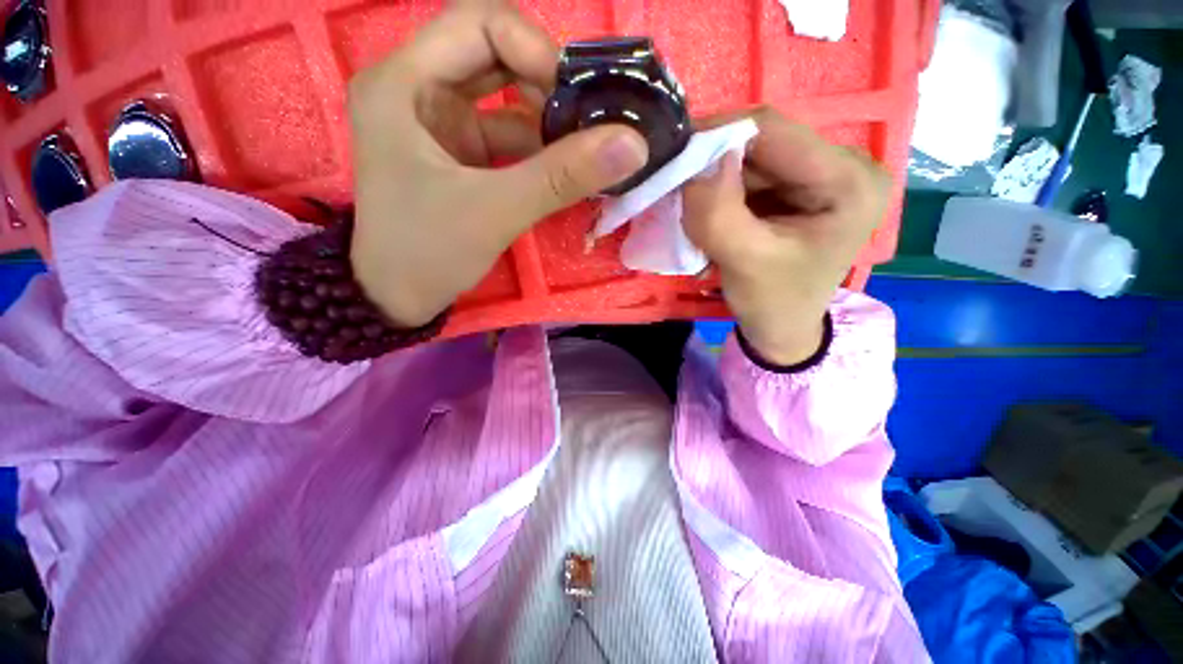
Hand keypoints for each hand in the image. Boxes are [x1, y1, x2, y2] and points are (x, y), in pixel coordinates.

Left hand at [348, 1, 647, 326]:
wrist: (399, 298)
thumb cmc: (428, 252)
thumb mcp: (496, 212)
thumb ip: (563, 177)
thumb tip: (633, 144)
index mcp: (403, 83)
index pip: (478, 23)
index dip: (534, 48)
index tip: (574, 100)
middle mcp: (416, 88)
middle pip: (494, 55)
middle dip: (546, 84)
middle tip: (588, 121)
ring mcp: (438, 123)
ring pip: (503, 97)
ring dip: (547, 120)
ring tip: (584, 150)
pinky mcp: (457, 153)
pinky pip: (505, 134)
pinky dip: (537, 148)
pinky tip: (564, 168)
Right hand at [682, 108, 889, 365]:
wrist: (782, 328)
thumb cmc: (773, 304)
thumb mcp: (744, 263)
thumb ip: (718, 214)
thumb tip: (694, 161)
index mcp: (849, 181)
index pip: (774, 132)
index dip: (717, 135)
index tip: (672, 156)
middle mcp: (844, 164)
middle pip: (762, 143)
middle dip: (713, 165)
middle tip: (675, 188)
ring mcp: (821, 173)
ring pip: (751, 158)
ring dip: (714, 181)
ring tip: (692, 211)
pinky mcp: (800, 186)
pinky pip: (750, 175)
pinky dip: (721, 191)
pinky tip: (710, 214)